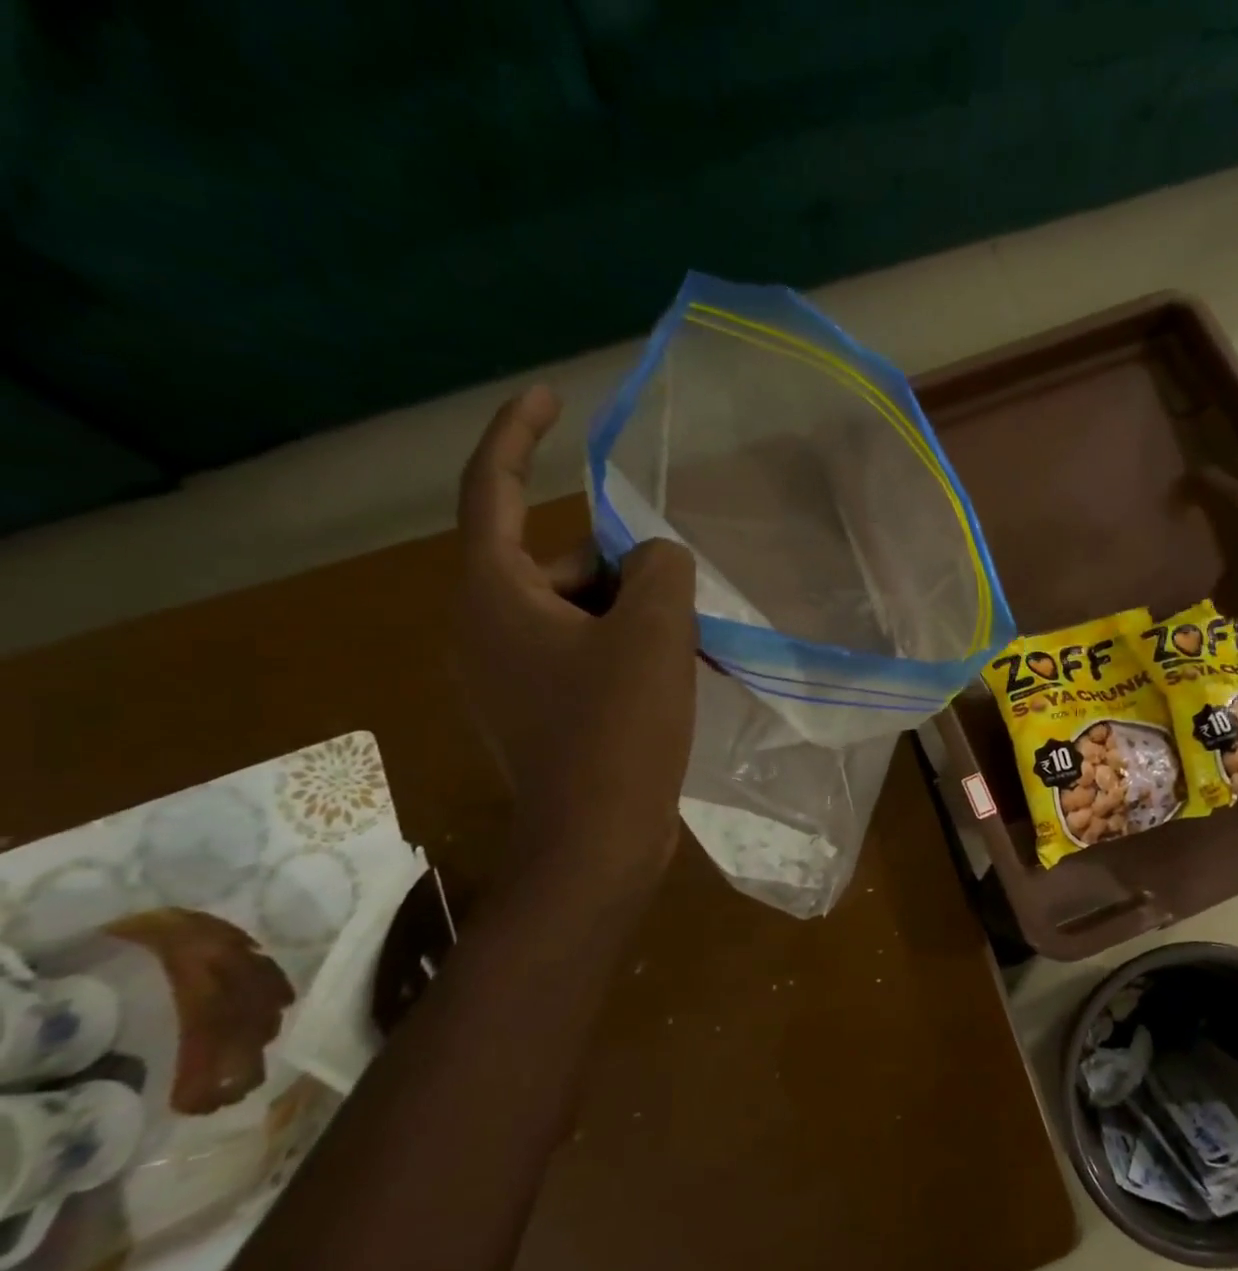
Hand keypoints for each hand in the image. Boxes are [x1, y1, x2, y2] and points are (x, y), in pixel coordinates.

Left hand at [455, 386, 696, 896]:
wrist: (597, 843)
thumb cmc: (618, 731)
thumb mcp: (654, 632)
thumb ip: (662, 568)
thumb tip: (657, 560)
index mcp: (494, 595)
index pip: (493, 489)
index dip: (519, 434)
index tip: (551, 397)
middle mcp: (485, 628)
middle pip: (557, 562)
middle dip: (620, 566)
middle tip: (680, 596)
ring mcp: (511, 676)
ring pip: (577, 612)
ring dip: (634, 614)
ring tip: (689, 642)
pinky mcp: (540, 712)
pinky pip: (584, 653)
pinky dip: (626, 650)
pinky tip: (672, 675)